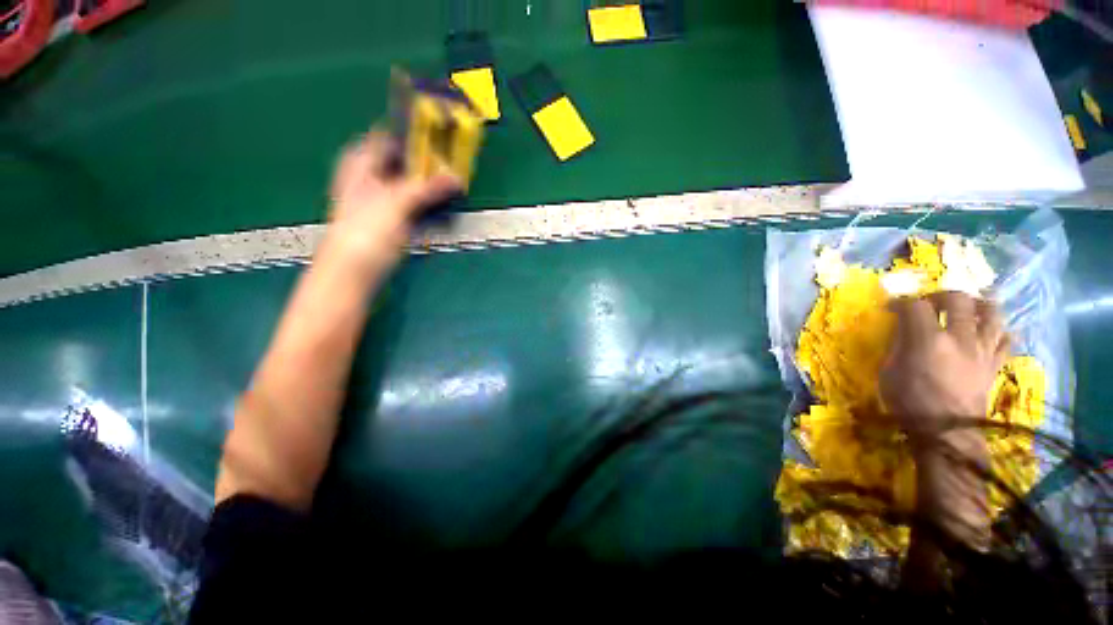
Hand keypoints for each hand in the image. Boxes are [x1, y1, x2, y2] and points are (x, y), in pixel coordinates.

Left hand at [326, 131, 459, 269]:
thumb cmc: (365, 229)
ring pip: (414, 182)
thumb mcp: (396, 203)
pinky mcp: (397, 217)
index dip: (415, 134)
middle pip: (406, 161)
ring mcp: (385, 198)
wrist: (354, 269)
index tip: (442, 135)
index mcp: (363, 161)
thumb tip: (456, 178)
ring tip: (456, 180)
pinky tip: (446, 202)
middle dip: (430, 161)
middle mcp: (373, 176)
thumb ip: (427, 188)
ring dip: (433, 183)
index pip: (392, 137)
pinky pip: (418, 202)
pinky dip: (431, 201)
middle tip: (455, 160)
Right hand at [880, 292, 1007, 447]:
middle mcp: (960, 338)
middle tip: (931, 303)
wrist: (947, 433)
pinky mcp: (995, 364)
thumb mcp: (890, 371)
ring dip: (978, 305)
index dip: (901, 302)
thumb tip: (903, 329)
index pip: (916, 306)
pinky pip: (1006, 339)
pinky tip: (989, 332)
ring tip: (967, 308)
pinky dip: (998, 331)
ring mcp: (982, 350)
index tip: (892, 308)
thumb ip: (899, 345)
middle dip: (942, 295)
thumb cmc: (909, 402)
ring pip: (991, 313)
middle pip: (959, 299)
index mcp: (928, 340)